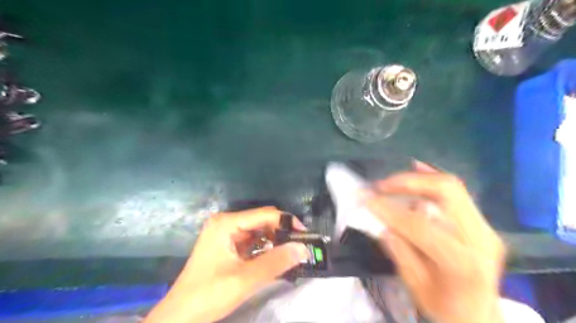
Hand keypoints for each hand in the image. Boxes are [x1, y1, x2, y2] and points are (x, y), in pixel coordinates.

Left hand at [144, 207, 310, 322]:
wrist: (180, 316)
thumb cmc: (208, 295)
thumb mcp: (245, 279)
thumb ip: (276, 262)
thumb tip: (304, 249)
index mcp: (226, 223)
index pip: (265, 215)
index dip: (287, 222)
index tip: (305, 235)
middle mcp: (226, 222)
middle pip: (262, 220)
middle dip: (282, 232)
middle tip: (300, 246)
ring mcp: (225, 233)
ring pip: (258, 230)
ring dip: (275, 240)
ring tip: (291, 252)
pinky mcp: (227, 244)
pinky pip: (252, 240)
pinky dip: (265, 247)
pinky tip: (275, 256)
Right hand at [363, 163, 505, 322]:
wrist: (481, 317)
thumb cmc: (445, 308)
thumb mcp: (415, 286)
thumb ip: (399, 251)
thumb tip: (382, 223)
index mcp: (462, 262)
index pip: (421, 226)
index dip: (391, 210)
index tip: (367, 200)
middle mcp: (480, 238)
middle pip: (446, 192)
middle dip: (408, 182)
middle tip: (381, 185)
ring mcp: (486, 228)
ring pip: (452, 187)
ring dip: (418, 178)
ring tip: (392, 181)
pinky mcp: (482, 223)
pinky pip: (457, 192)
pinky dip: (433, 179)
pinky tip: (417, 170)